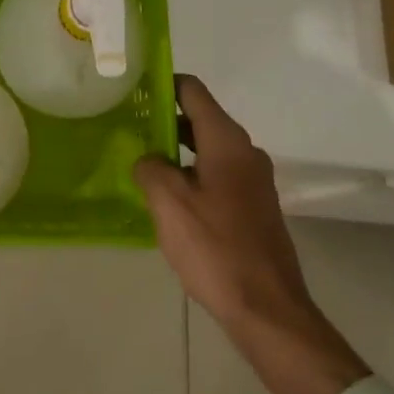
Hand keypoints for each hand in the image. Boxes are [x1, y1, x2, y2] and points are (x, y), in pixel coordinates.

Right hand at [134, 75, 368, 393]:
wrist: (268, 310)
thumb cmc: (215, 248)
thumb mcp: (169, 203)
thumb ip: (150, 168)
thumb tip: (148, 159)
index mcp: (227, 142)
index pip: (193, 91)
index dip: (162, 83)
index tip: (131, 88)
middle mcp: (246, 153)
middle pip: (200, 118)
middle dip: (164, 119)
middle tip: (126, 127)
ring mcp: (254, 181)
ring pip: (208, 149)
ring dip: (176, 150)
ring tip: (140, 161)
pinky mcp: (254, 207)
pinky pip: (217, 175)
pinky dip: (192, 174)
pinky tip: (168, 197)